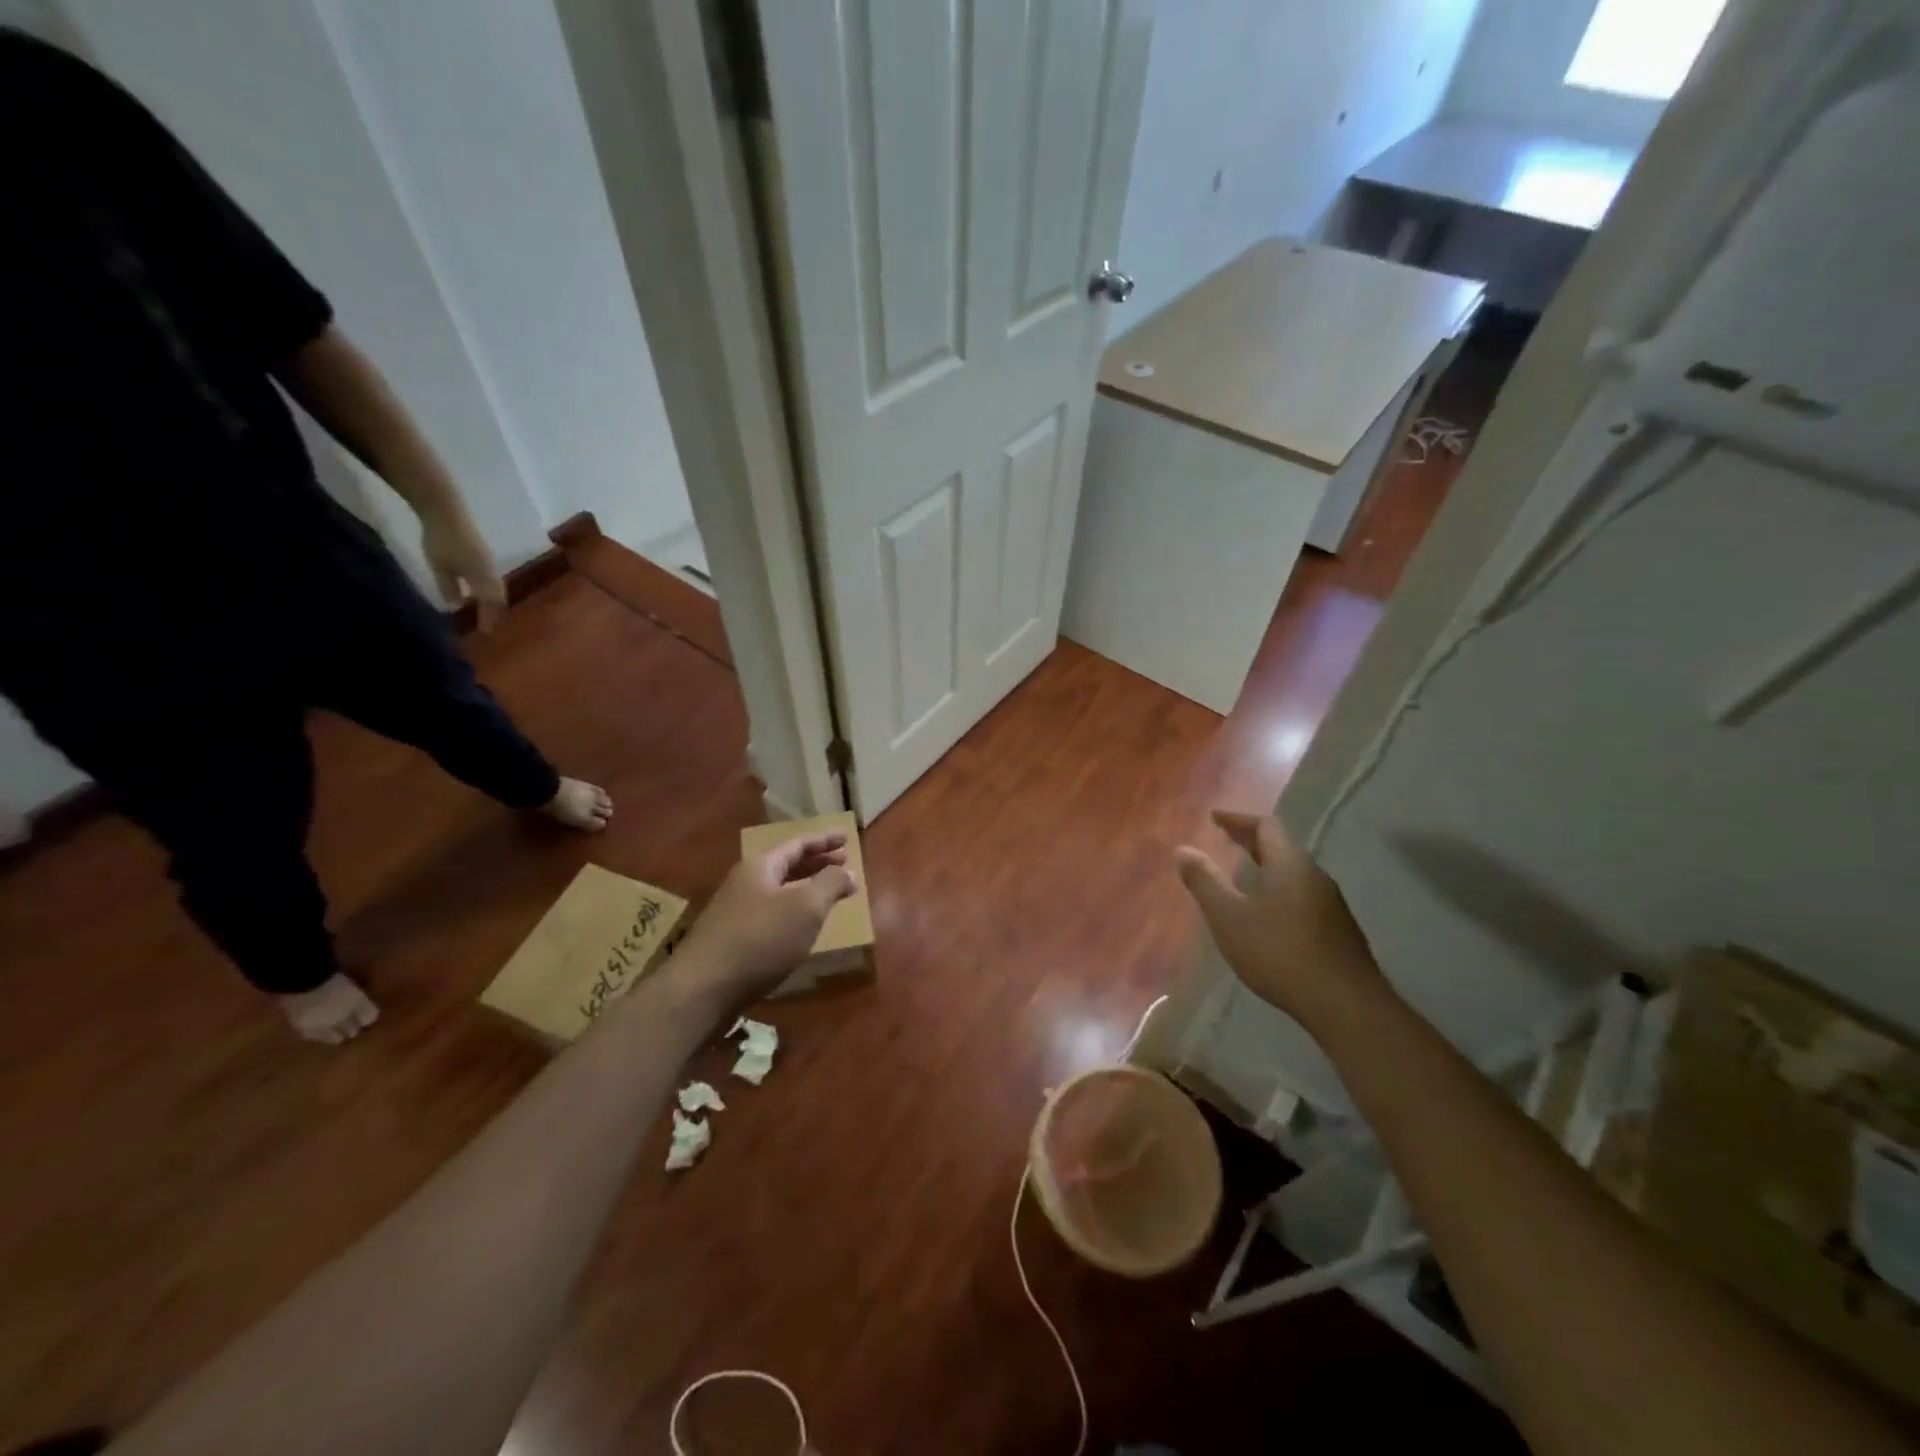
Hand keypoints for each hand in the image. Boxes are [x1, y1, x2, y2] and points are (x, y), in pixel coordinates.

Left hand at [421, 509, 506, 632]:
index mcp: (483, 576)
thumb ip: (449, 587)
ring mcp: (488, 560)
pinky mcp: (482, 553)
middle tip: (491, 622)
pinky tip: (478, 589)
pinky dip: (488, 588)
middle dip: (495, 610)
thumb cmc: (441, 540)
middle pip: (498, 595)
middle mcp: (491, 570)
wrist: (445, 509)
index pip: (491, 602)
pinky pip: (490, 577)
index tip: (487, 632)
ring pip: (496, 586)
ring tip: (486, 608)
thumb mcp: (440, 567)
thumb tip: (456, 605)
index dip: (489, 617)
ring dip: (493, 599)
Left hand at [673, 832, 856, 1005]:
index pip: (797, 845)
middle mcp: (744, 884)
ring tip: (827, 897)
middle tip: (843, 864)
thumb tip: (847, 871)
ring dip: (804, 890)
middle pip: (785, 867)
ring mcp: (734, 913)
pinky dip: (791, 914)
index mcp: (760, 868)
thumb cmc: (760, 940)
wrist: (702, 990)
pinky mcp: (731, 941)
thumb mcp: (805, 908)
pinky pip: (769, 916)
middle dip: (816, 864)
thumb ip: (829, 885)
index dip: (824, 841)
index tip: (847, 838)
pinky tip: (800, 930)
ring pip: (777, 893)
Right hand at [1176, 811, 1387, 1033]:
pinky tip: (1268, 913)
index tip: (1214, 818)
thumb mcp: (1229, 917)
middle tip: (1225, 840)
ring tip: (1243, 875)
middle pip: (1282, 847)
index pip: (1265, 826)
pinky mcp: (1338, 931)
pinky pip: (1302, 895)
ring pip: (1294, 873)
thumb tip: (1184, 850)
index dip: (1238, 819)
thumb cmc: (1280, 953)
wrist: (1345, 1005)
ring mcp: (1331, 904)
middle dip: (1251, 841)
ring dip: (1267, 866)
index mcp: (1290, 864)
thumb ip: (1204, 881)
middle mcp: (1315, 876)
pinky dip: (1279, 890)